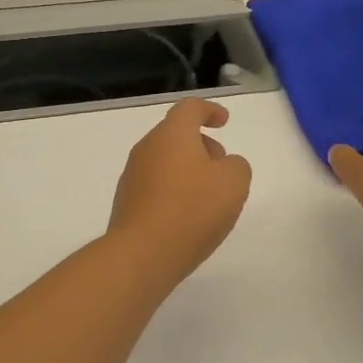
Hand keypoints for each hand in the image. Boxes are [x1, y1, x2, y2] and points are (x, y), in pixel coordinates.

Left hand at [107, 97, 252, 283]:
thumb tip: (224, 165)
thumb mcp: (233, 183)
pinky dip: (174, 191)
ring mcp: (133, 176)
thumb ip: (236, 166)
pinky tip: (187, 217)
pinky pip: (156, 186)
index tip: (224, 121)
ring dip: (188, 170)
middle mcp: (147, 148)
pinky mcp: (127, 203)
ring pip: (165, 161)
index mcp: (172, 135)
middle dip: (202, 145)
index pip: (189, 108)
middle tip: (222, 168)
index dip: (209, 110)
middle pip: (176, 135)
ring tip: (208, 198)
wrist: (141, 254)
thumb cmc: (192, 210)